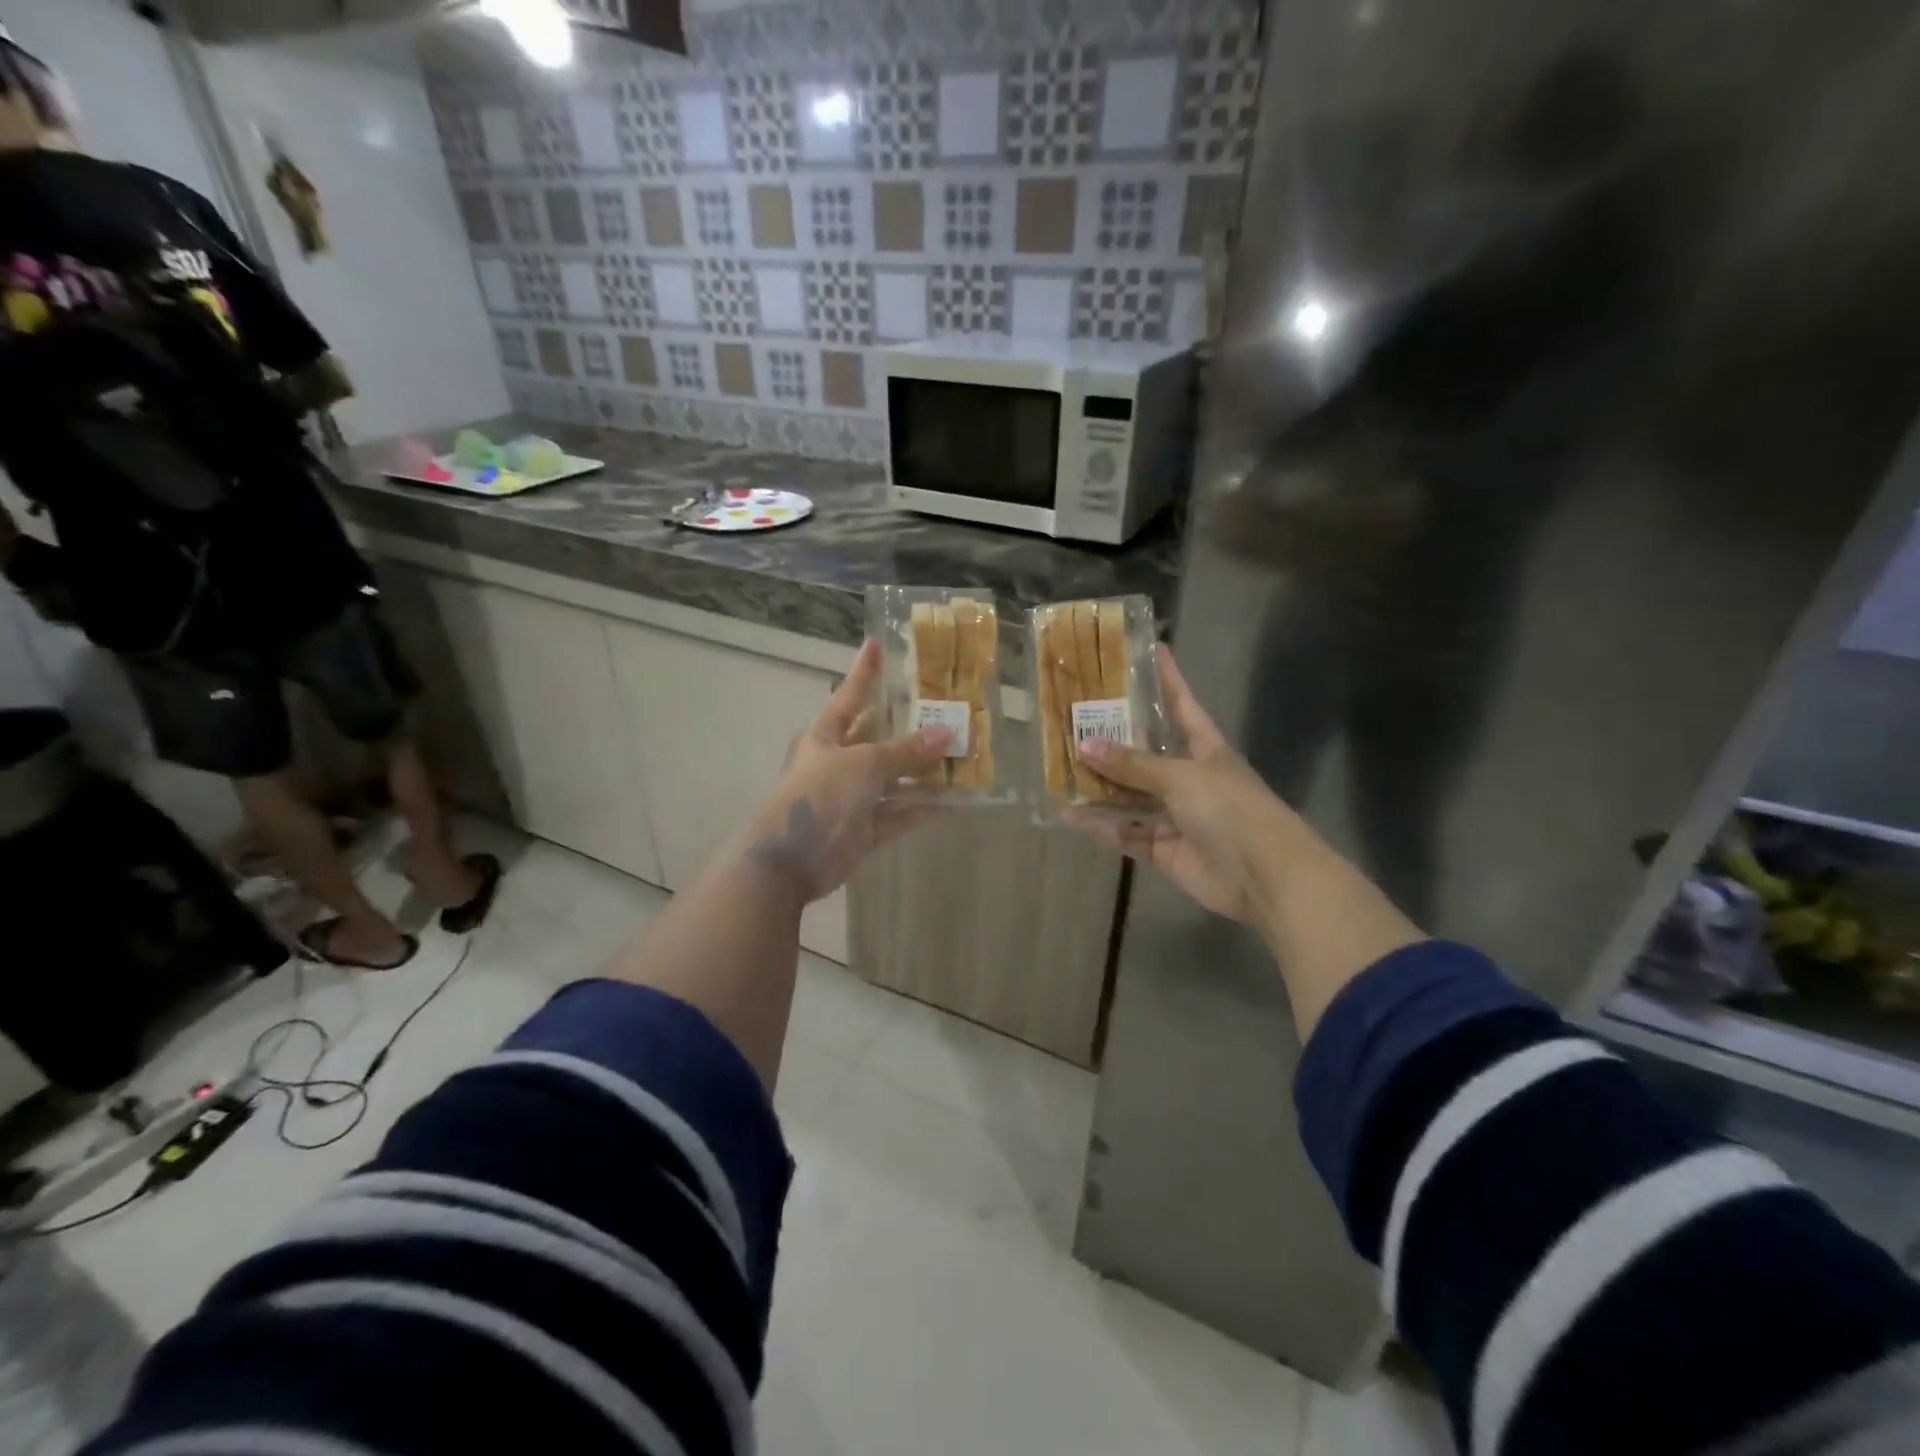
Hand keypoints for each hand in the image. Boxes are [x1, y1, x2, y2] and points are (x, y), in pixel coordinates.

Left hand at [737, 638, 948, 902]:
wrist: (788, 861)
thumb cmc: (818, 796)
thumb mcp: (863, 764)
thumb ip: (905, 751)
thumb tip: (946, 733)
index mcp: (826, 737)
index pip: (850, 696)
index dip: (864, 671)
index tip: (876, 643)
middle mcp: (839, 762)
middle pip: (878, 738)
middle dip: (909, 727)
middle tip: (945, 709)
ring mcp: (852, 798)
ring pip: (894, 780)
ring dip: (924, 773)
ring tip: (962, 757)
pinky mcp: (864, 830)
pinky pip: (898, 815)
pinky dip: (922, 809)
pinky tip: (953, 800)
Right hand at [1073, 646, 1304, 926]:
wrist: (1264, 876)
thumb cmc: (1230, 809)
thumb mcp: (1181, 776)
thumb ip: (1133, 764)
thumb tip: (1084, 745)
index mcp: (1203, 747)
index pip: (1180, 703)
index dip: (1165, 678)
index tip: (1148, 649)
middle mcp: (1187, 776)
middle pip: (1144, 752)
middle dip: (1111, 739)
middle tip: (1071, 718)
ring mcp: (1176, 814)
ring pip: (1129, 796)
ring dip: (1099, 788)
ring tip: (1059, 771)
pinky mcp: (1165, 848)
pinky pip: (1127, 833)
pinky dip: (1103, 827)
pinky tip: (1072, 816)